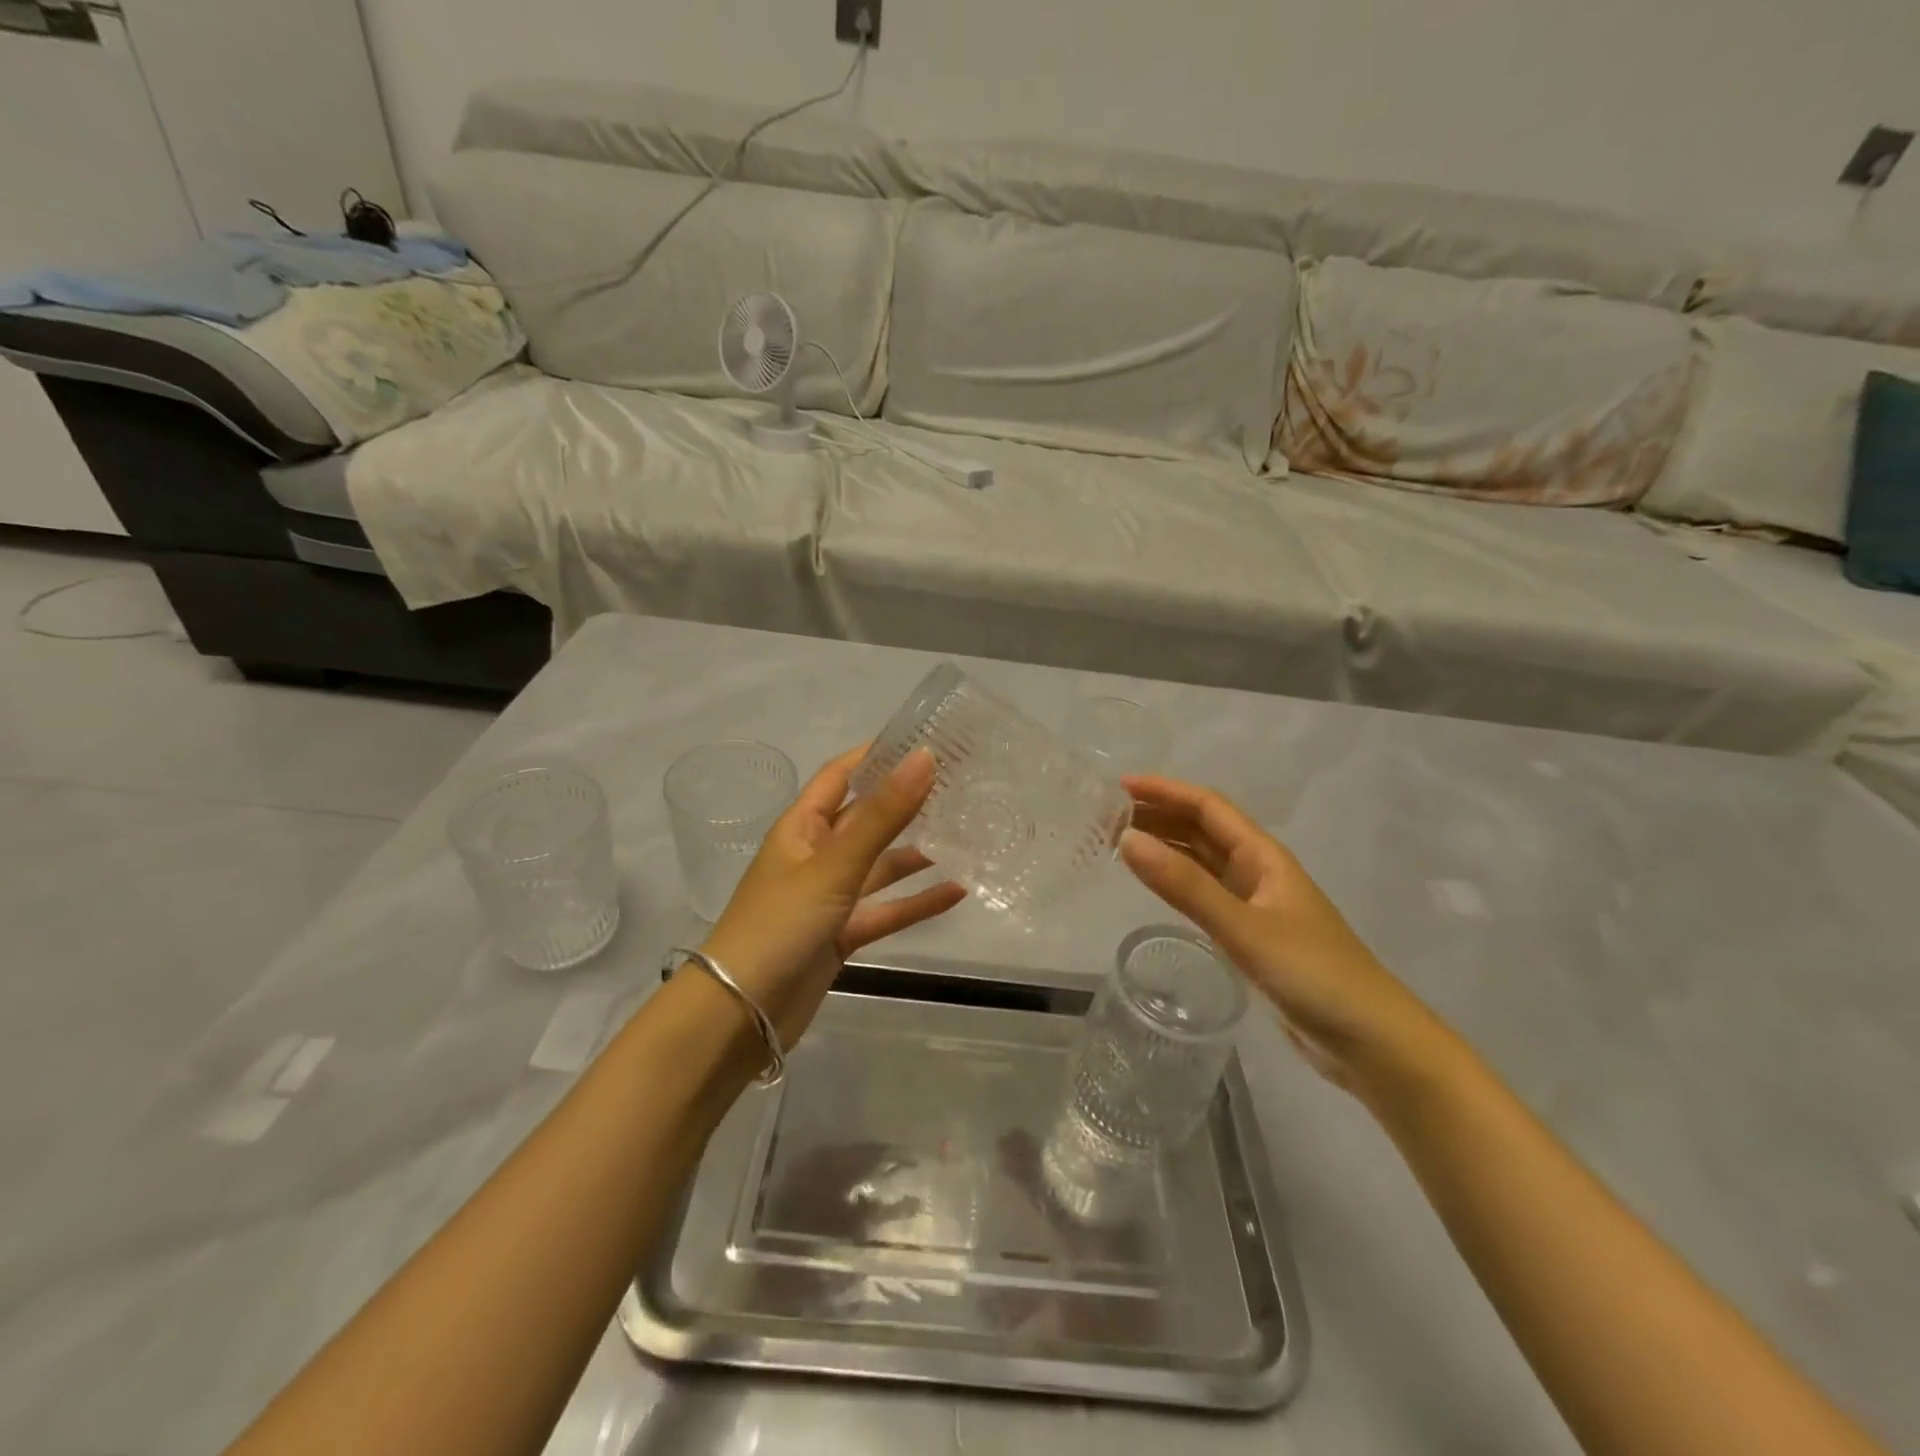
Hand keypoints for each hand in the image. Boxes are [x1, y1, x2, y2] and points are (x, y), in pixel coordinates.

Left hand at [702, 745, 965, 1045]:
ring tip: (965, 835)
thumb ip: (882, 815)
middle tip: (958, 786)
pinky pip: (885, 911)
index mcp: (801, 827)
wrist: (740, 1015)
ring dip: (915, 854)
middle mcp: (815, 856)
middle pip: (866, 819)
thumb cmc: (780, 924)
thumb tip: (924, 757)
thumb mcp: (834, 865)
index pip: (840, 776)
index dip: (876, 755)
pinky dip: (916, 902)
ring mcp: (829, 898)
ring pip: (879, 867)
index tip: (923, 741)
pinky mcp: (841, 935)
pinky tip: (956, 892)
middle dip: (905, 803)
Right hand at [1120, 775, 1448, 1094]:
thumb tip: (1126, 839)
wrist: (1372, 1042)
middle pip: (1203, 829)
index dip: (1165, 790)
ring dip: (1166, 846)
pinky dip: (1177, 882)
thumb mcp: (1244, 927)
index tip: (1119, 786)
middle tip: (1107, 816)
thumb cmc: (1314, 975)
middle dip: (1159, 815)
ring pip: (1203, 861)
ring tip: (1118, 842)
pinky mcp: (1252, 937)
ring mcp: (1256, 905)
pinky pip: (1205, 894)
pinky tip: (1155, 885)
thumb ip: (1185, 886)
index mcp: (1264, 856)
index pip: (1208, 807)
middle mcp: (1259, 872)